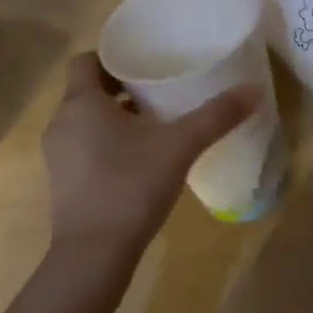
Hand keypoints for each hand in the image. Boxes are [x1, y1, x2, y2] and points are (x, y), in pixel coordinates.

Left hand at [41, 52, 258, 269]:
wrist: (94, 255)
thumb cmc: (130, 186)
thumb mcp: (180, 146)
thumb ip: (216, 116)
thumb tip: (255, 89)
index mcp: (81, 102)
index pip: (85, 60)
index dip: (112, 56)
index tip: (144, 61)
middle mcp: (61, 122)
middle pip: (87, 89)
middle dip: (121, 87)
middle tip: (159, 89)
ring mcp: (58, 155)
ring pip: (86, 120)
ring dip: (114, 116)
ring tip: (154, 123)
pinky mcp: (63, 182)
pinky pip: (83, 146)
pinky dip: (106, 143)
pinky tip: (140, 159)